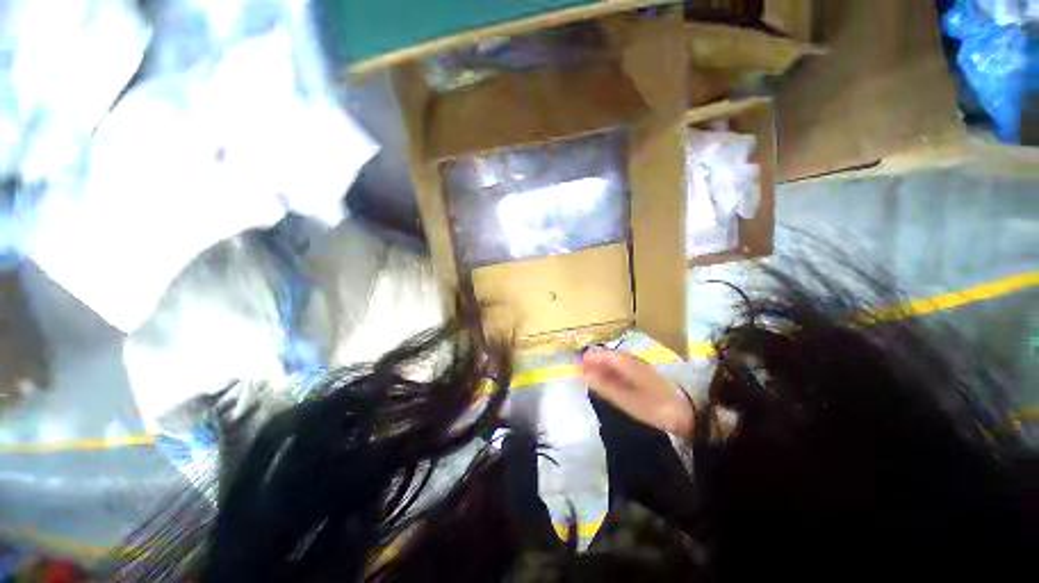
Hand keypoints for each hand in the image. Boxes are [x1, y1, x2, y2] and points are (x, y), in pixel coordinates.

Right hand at [579, 351, 694, 437]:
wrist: (686, 412)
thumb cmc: (652, 405)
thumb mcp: (624, 398)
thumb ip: (601, 384)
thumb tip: (581, 373)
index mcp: (625, 362)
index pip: (601, 354)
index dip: (587, 358)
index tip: (574, 365)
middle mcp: (631, 359)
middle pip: (607, 356)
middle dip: (593, 363)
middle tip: (580, 373)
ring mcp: (638, 365)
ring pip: (614, 362)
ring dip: (602, 368)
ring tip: (591, 378)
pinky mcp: (644, 374)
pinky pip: (622, 368)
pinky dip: (612, 373)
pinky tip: (609, 382)